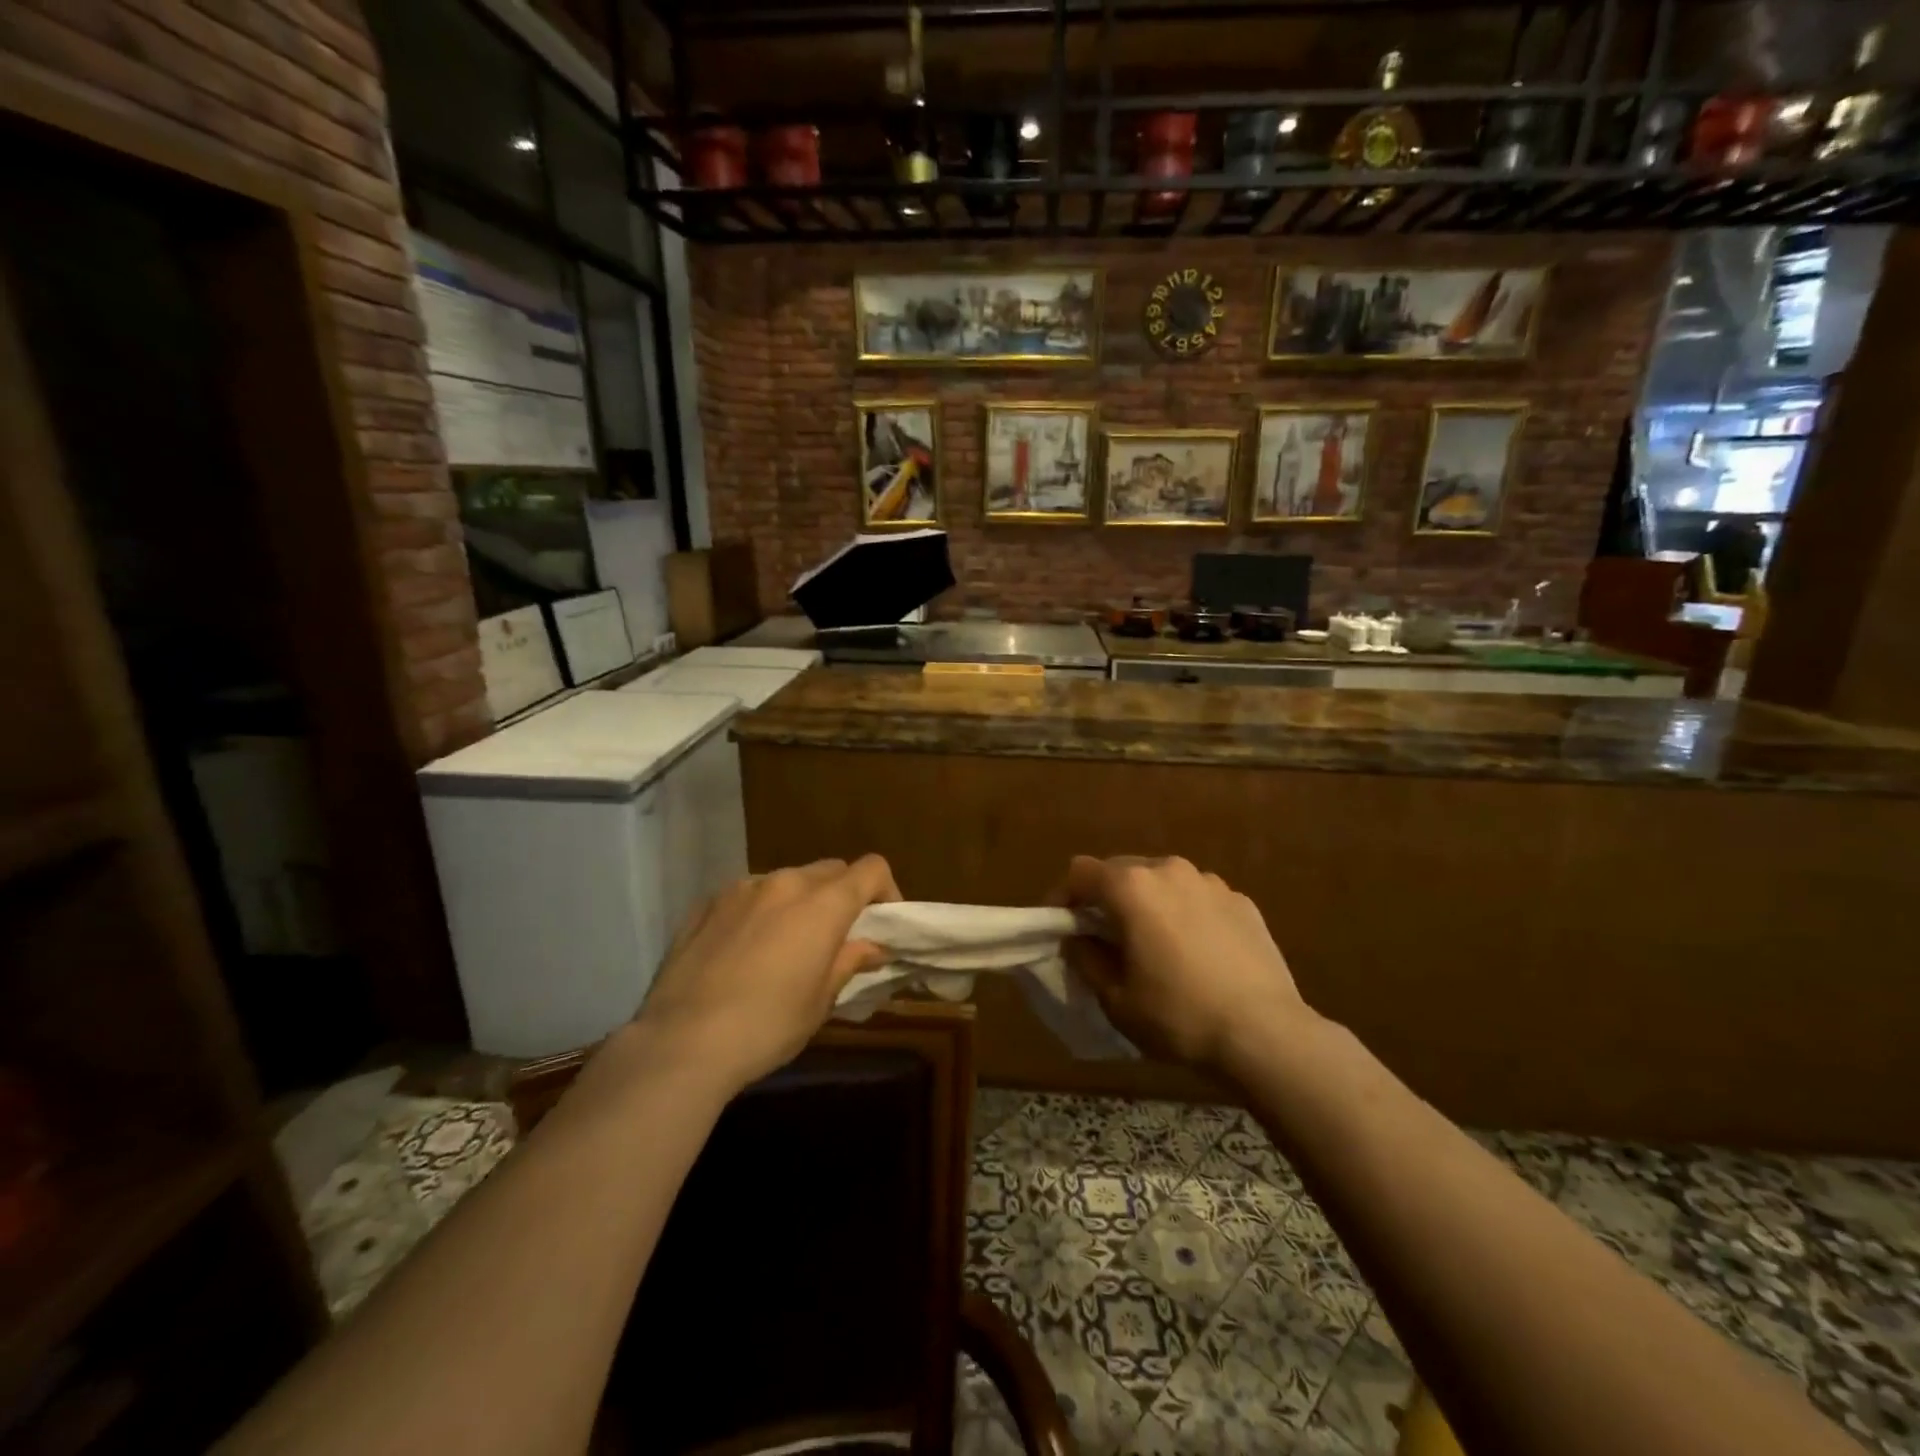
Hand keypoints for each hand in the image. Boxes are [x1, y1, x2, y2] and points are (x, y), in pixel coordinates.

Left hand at [635, 857, 901, 1093]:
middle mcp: (785, 883)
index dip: (886, 890)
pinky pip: (748, 895)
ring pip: (787, 880)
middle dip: (843, 895)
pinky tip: (744, 950)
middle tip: (836, 937)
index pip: (871, 869)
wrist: (681, 1042)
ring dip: (799, 902)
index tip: (882, 922)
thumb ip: (849, 961)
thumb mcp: (821, 1001)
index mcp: (823, 904)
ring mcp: (741, 888)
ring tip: (785, 944)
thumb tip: (872, 947)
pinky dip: (760, 911)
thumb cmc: (767, 1026)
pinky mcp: (706, 903)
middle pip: (830, 871)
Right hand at [1053, 855, 1313, 1072]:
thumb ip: (1086, 958)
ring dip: (1147, 903)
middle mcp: (1168, 870)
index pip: (1080, 872)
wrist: (1265, 1034)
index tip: (1061, 927)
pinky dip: (1185, 914)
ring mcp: (1210, 882)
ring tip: (1154, 943)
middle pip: (1121, 870)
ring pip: (1162, 881)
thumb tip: (1077, 938)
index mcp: (1131, 887)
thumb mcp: (1115, 998)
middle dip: (1105, 898)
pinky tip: (1196, 952)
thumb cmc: (1178, 1015)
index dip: (1063, 896)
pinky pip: (1197, 897)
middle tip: (1105, 937)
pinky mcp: (1241, 901)